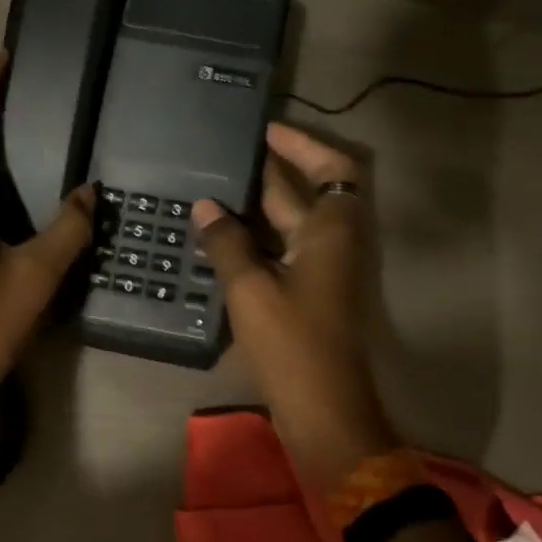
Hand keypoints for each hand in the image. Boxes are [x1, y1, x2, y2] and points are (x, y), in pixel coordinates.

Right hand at [192, 123, 403, 493]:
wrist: (324, 409)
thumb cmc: (293, 343)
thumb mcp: (251, 288)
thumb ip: (226, 242)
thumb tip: (205, 205)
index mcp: (333, 230)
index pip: (332, 166)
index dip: (302, 145)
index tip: (266, 131)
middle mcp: (337, 242)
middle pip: (310, 192)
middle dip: (272, 171)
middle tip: (227, 155)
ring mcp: (326, 270)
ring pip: (295, 222)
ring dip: (262, 204)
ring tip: (217, 188)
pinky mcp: (313, 294)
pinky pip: (286, 249)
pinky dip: (260, 237)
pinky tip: (222, 235)